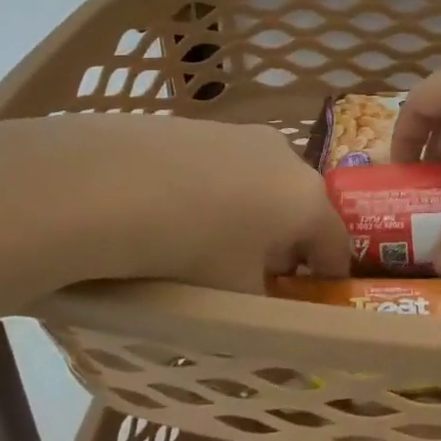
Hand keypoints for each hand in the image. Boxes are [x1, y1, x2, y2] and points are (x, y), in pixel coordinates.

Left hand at [0, 115, 349, 292]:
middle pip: (300, 207)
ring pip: (261, 182)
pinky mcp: (199, 124)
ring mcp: (240, 134)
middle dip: (286, 243)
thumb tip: (264, 315)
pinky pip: (223, 166)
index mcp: (307, 199)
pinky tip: (177, 212)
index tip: (313, 300)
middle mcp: (284, 156)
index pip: (337, 242)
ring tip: (211, 244)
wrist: (104, 185)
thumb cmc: (188, 250)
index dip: (329, 277)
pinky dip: (215, 191)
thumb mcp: (233, 298)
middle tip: (257, 276)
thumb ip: (262, 310)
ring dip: (251, 214)